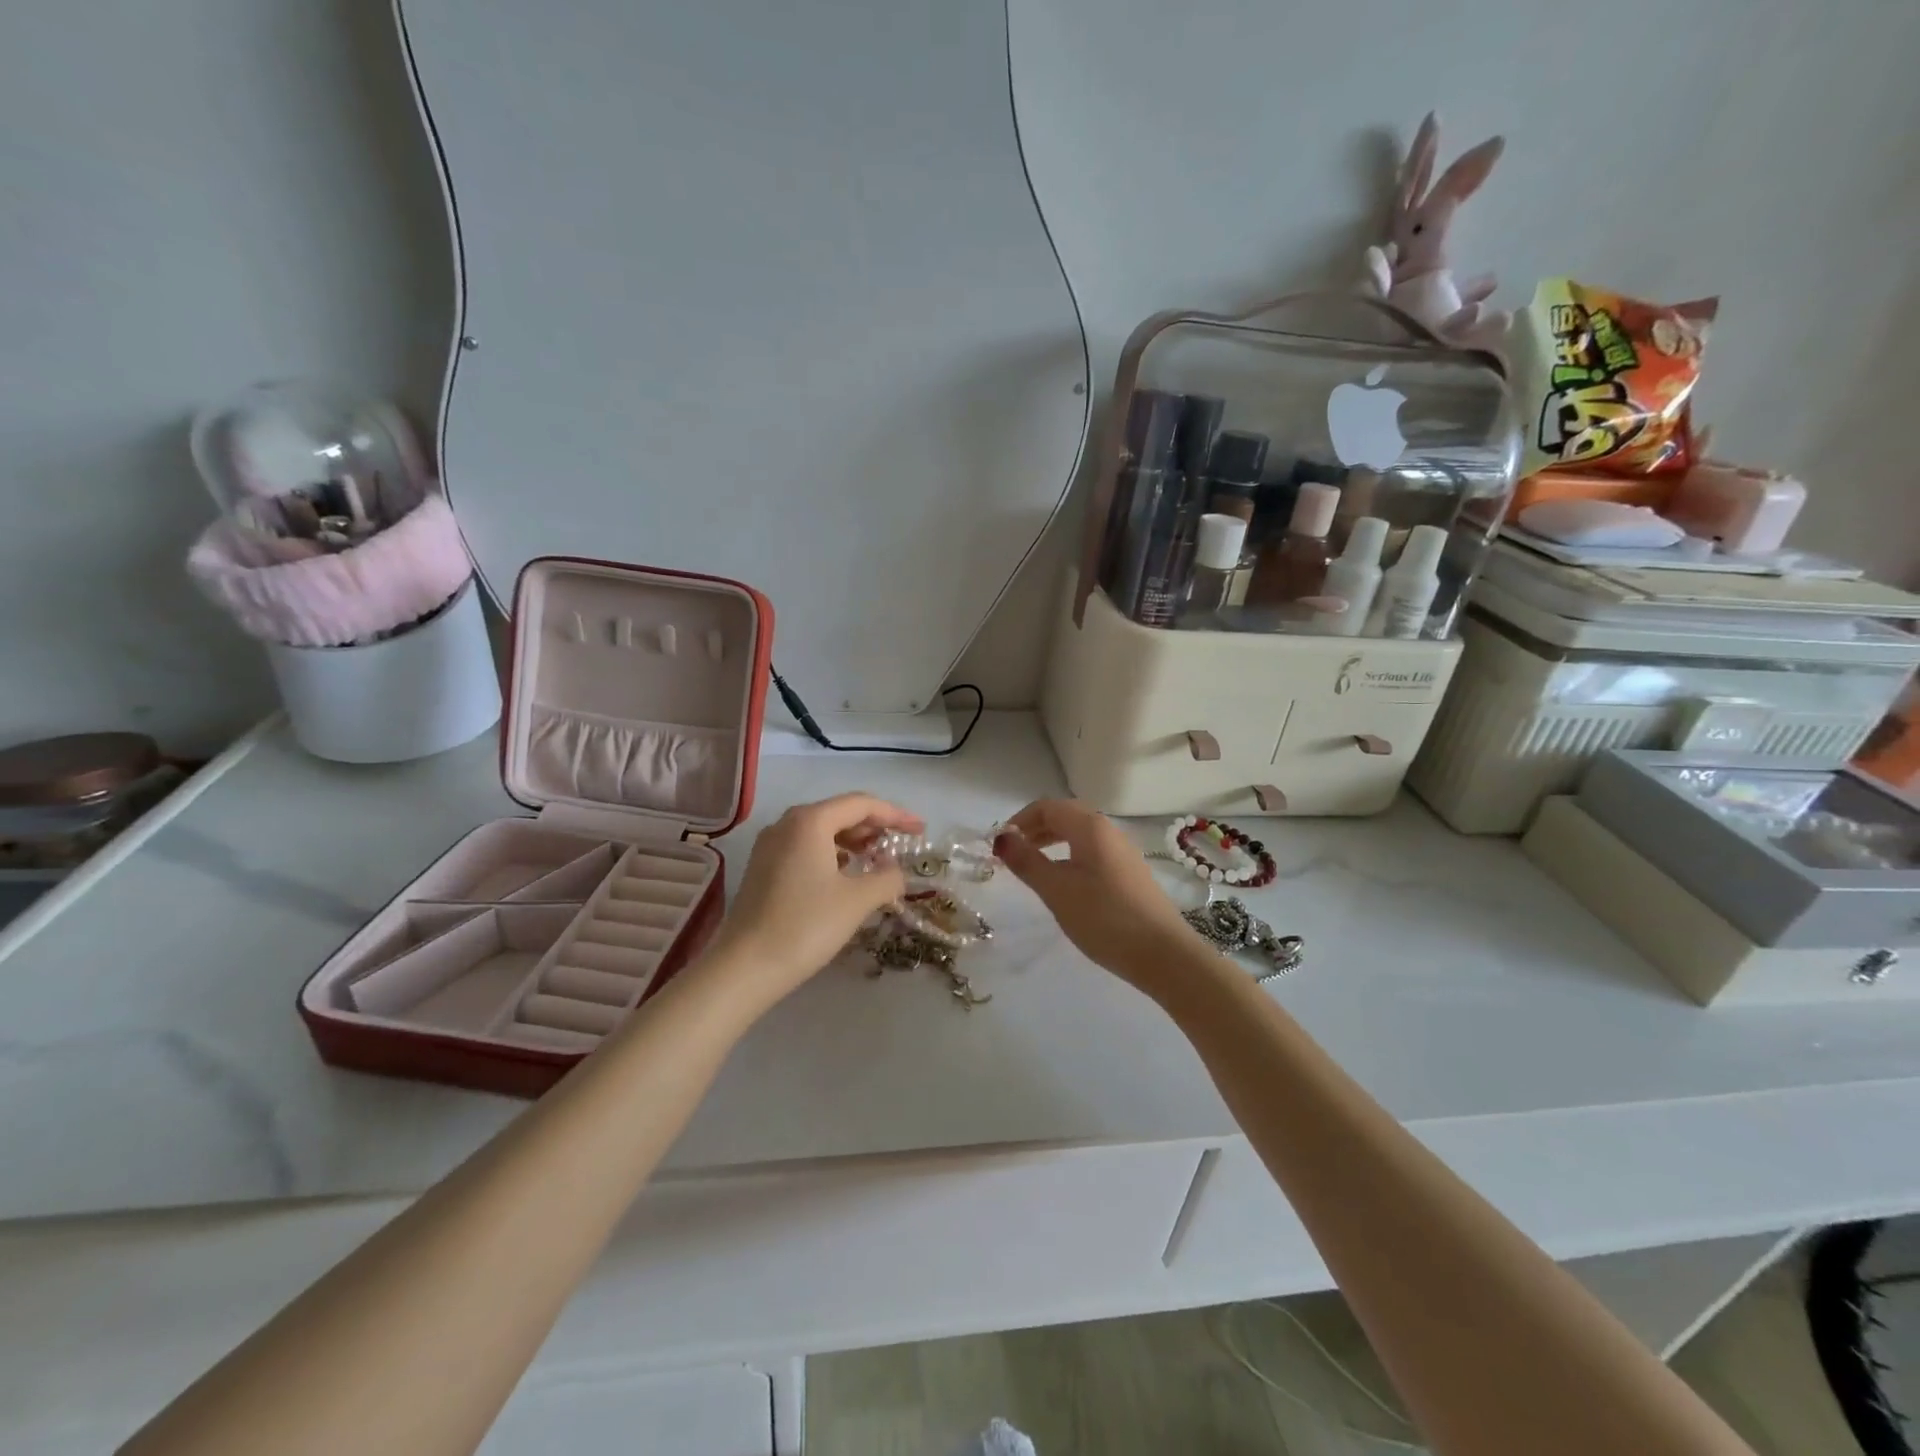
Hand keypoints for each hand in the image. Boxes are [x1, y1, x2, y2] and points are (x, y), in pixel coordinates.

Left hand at [705, 793, 923, 1010]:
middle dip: (874, 827)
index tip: (920, 830)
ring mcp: (770, 845)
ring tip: (877, 861)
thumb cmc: (805, 926)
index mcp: (810, 821)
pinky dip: (831, 854)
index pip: (861, 804)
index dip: (895, 815)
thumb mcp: (857, 901)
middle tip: (901, 845)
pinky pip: (805, 848)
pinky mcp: (762, 868)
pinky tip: (844, 877)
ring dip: (852, 841)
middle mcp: (787, 823)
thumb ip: (887, 878)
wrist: (745, 967)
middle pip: (839, 813)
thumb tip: (896, 872)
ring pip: (821, 831)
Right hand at [994, 799, 1199, 996]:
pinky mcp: (1130, 873)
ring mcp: (1123, 852)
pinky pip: (1092, 851)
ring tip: (1033, 866)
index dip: (1020, 820)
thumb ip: (1027, 861)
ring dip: (1052, 842)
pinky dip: (1070, 856)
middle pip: (1065, 816)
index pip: (1047, 806)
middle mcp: (1108, 831)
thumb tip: (1002, 838)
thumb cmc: (1104, 918)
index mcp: (1090, 827)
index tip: (1000, 845)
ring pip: (1080, 834)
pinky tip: (1064, 882)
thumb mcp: (1056, 890)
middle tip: (1013, 854)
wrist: (1163, 955)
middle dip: (1035, 828)